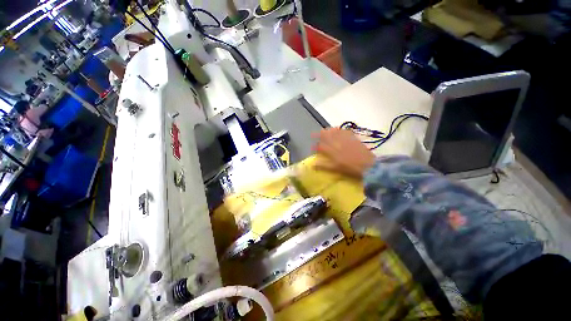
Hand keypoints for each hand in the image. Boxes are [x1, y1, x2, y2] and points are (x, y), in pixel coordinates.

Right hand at [312, 128, 375, 177]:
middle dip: (320, 134)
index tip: (312, 147)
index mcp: (332, 151)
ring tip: (325, 130)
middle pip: (327, 135)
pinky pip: (345, 131)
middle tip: (315, 133)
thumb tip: (313, 164)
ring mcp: (345, 140)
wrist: (368, 165)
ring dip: (329, 130)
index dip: (315, 146)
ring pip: (335, 132)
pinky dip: (340, 130)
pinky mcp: (353, 138)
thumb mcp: (335, 169)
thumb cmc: (350, 169)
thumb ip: (323, 166)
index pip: (321, 146)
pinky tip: (339, 130)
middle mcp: (337, 143)